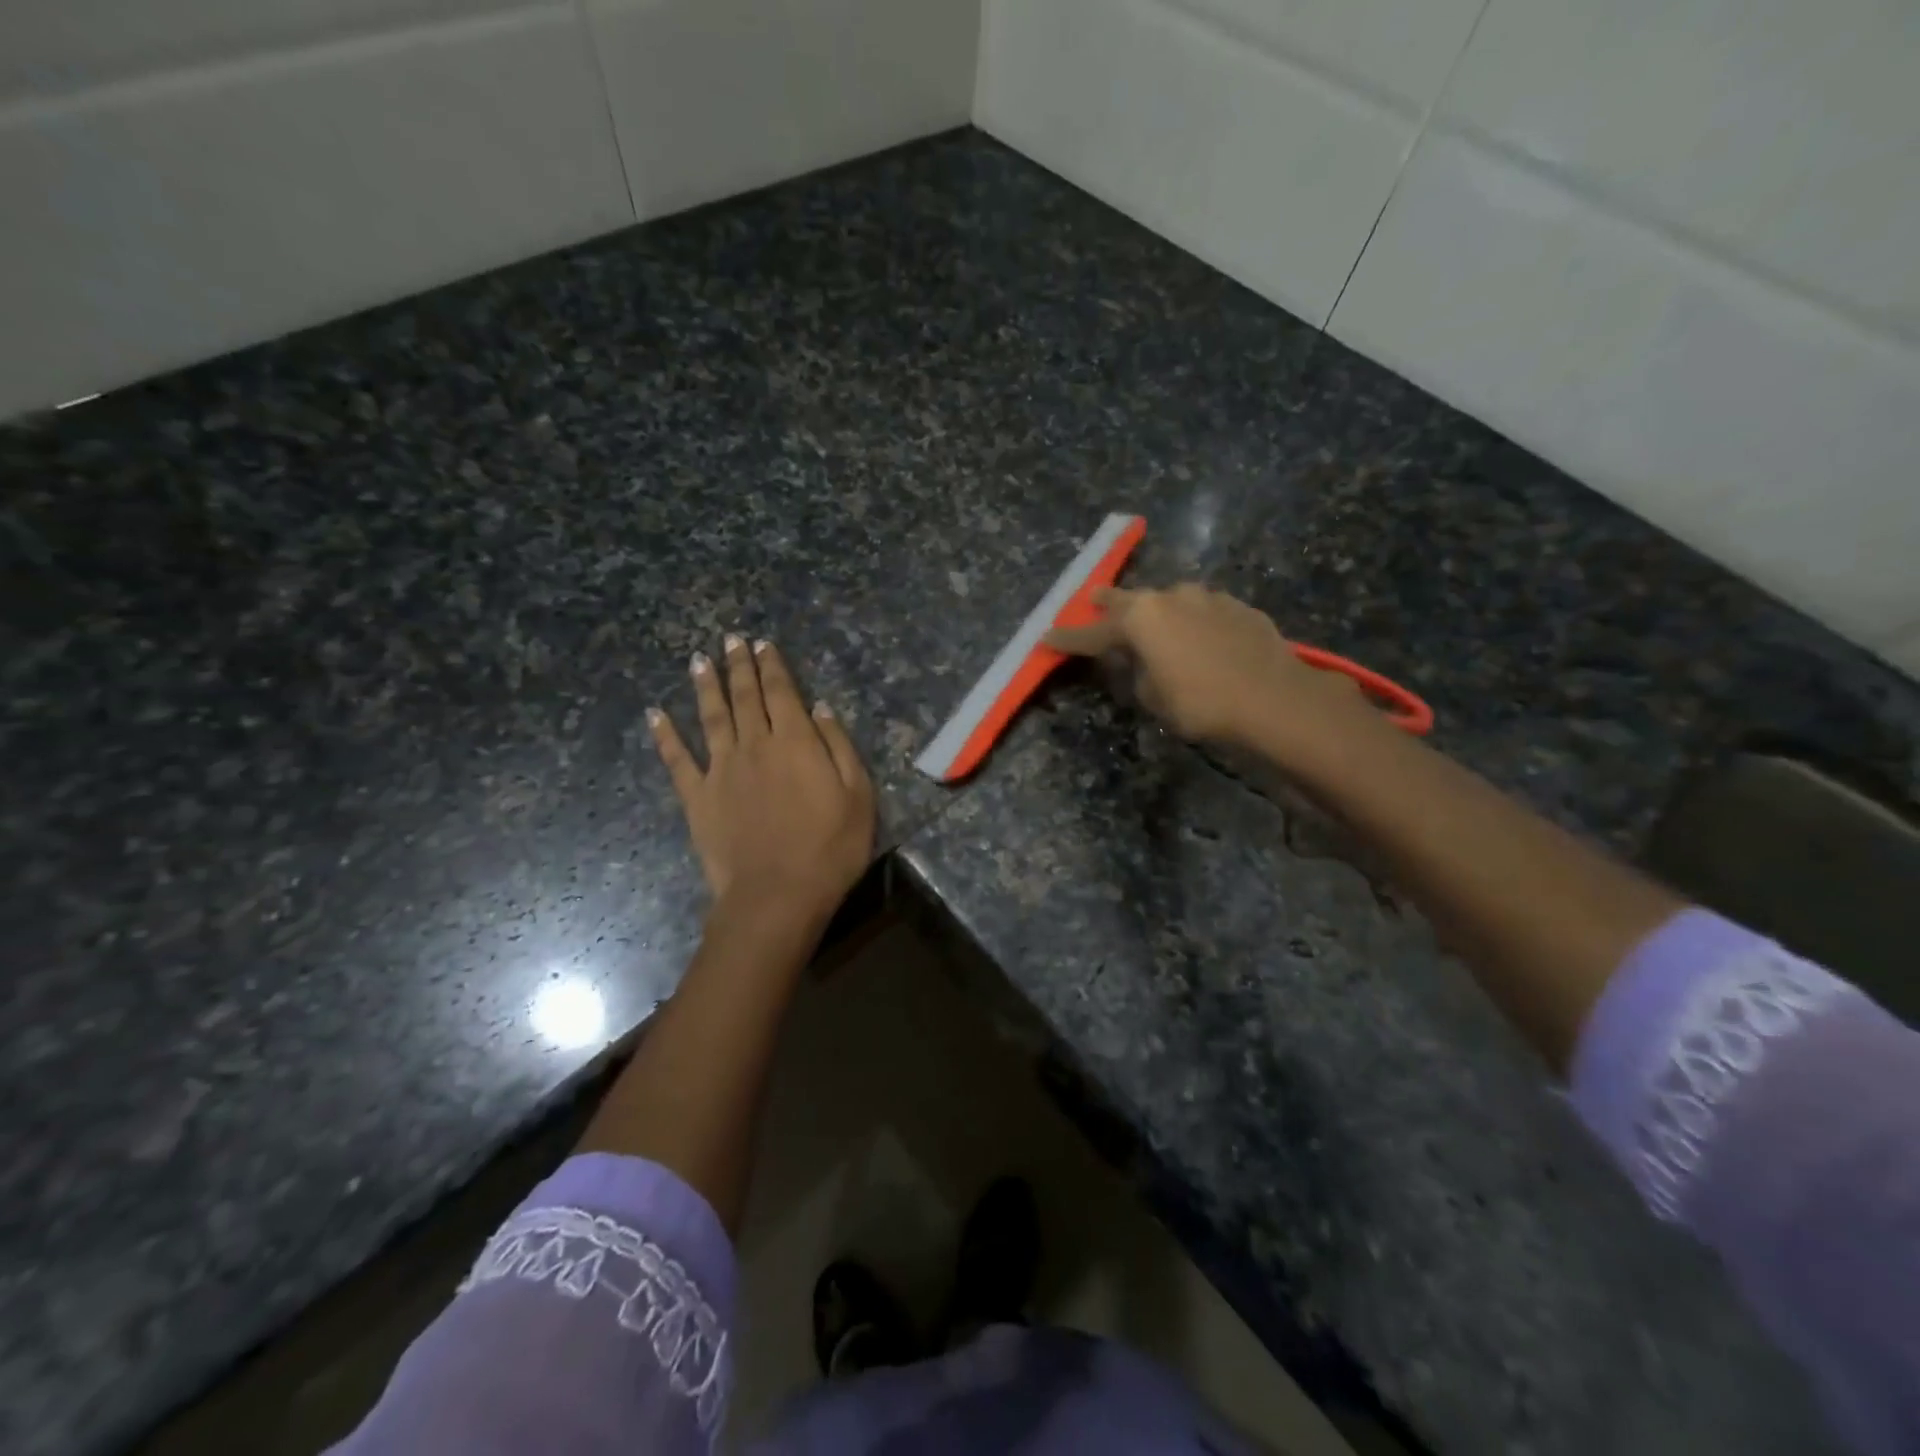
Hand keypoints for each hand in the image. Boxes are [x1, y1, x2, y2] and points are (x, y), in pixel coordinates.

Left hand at [649, 635, 875, 925]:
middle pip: (744, 696)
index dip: (772, 666)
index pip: (781, 692)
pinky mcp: (697, 797)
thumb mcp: (858, 795)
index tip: (763, 644)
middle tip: (731, 640)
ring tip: (699, 661)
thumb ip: (838, 746)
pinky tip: (655, 714)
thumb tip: (820, 707)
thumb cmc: (830, 848)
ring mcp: (721, 769)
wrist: (777, 895)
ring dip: (705, 686)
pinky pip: (677, 760)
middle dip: (739, 665)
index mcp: (795, 741)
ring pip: (711, 717)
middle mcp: (754, 744)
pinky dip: (665, 735)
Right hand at [1046, 584, 1371, 761]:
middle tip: (1093, 601)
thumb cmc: (1202, 703)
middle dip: (1109, 604)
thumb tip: (1140, 660)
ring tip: (1155, 625)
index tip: (1047, 637)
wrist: (1275, 699)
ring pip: (1171, 601)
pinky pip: (1204, 612)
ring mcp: (1209, 597)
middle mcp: (1171, 597)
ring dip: (1158, 612)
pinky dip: (1194, 622)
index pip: (1093, 633)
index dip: (1068, 638)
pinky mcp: (1239, 607)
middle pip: (1130, 600)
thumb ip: (1137, 673)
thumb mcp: (1154, 697)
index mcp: (1141, 619)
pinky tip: (1201, 638)